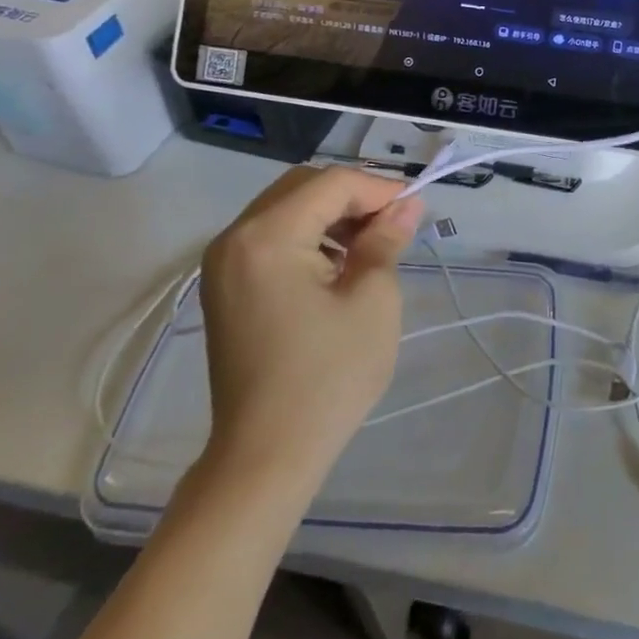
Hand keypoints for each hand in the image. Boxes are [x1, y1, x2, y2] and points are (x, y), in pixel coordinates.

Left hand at [197, 167, 423, 485]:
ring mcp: (223, 263)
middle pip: (304, 187)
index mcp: (267, 236)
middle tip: (393, 225)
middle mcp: (235, 238)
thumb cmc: (328, 376)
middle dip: (353, 197)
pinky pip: (271, 238)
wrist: (266, 455)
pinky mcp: (225, 287)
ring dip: (331, 216)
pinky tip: (336, 267)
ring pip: (287, 209)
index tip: (415, 209)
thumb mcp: (372, 300)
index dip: (379, 188)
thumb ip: (386, 240)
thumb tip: (406, 205)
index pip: (332, 183)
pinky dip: (308, 238)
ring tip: (370, 247)